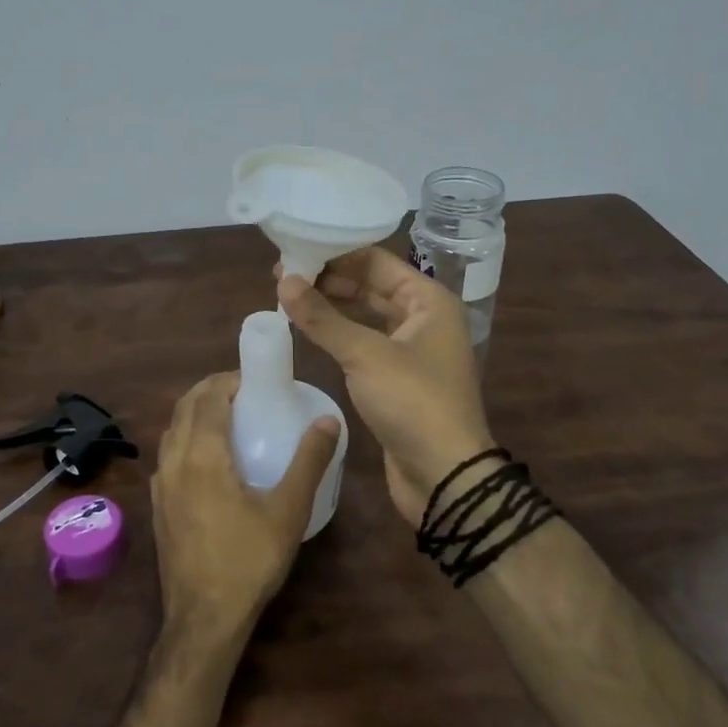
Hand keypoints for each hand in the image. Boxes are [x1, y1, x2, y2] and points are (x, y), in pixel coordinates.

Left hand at [151, 373, 341, 644]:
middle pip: (184, 407)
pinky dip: (185, 438)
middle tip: (244, 391)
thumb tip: (327, 419)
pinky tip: (207, 458)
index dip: (228, 379)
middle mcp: (173, 461)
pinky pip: (167, 455)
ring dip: (195, 412)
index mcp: (202, 455)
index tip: (254, 378)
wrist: (203, 618)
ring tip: (227, 417)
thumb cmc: (248, 560)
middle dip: (210, 390)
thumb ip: (308, 461)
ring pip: (171, 430)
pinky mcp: (156, 505)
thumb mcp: (288, 510)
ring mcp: (159, 484)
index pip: (208, 397)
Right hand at [278, 247, 492, 527]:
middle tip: (283, 276)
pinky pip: (365, 343)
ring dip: (332, 306)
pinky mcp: (398, 378)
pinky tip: (310, 330)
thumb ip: (323, 318)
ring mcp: (412, 349)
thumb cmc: (412, 402)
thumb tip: (284, 281)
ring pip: (367, 315)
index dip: (336, 254)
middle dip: (329, 279)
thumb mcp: (365, 355)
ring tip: (289, 298)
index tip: (295, 251)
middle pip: (371, 286)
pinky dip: (339, 333)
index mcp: (429, 300)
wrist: (444, 475)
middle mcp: (424, 318)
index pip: (377, 262)